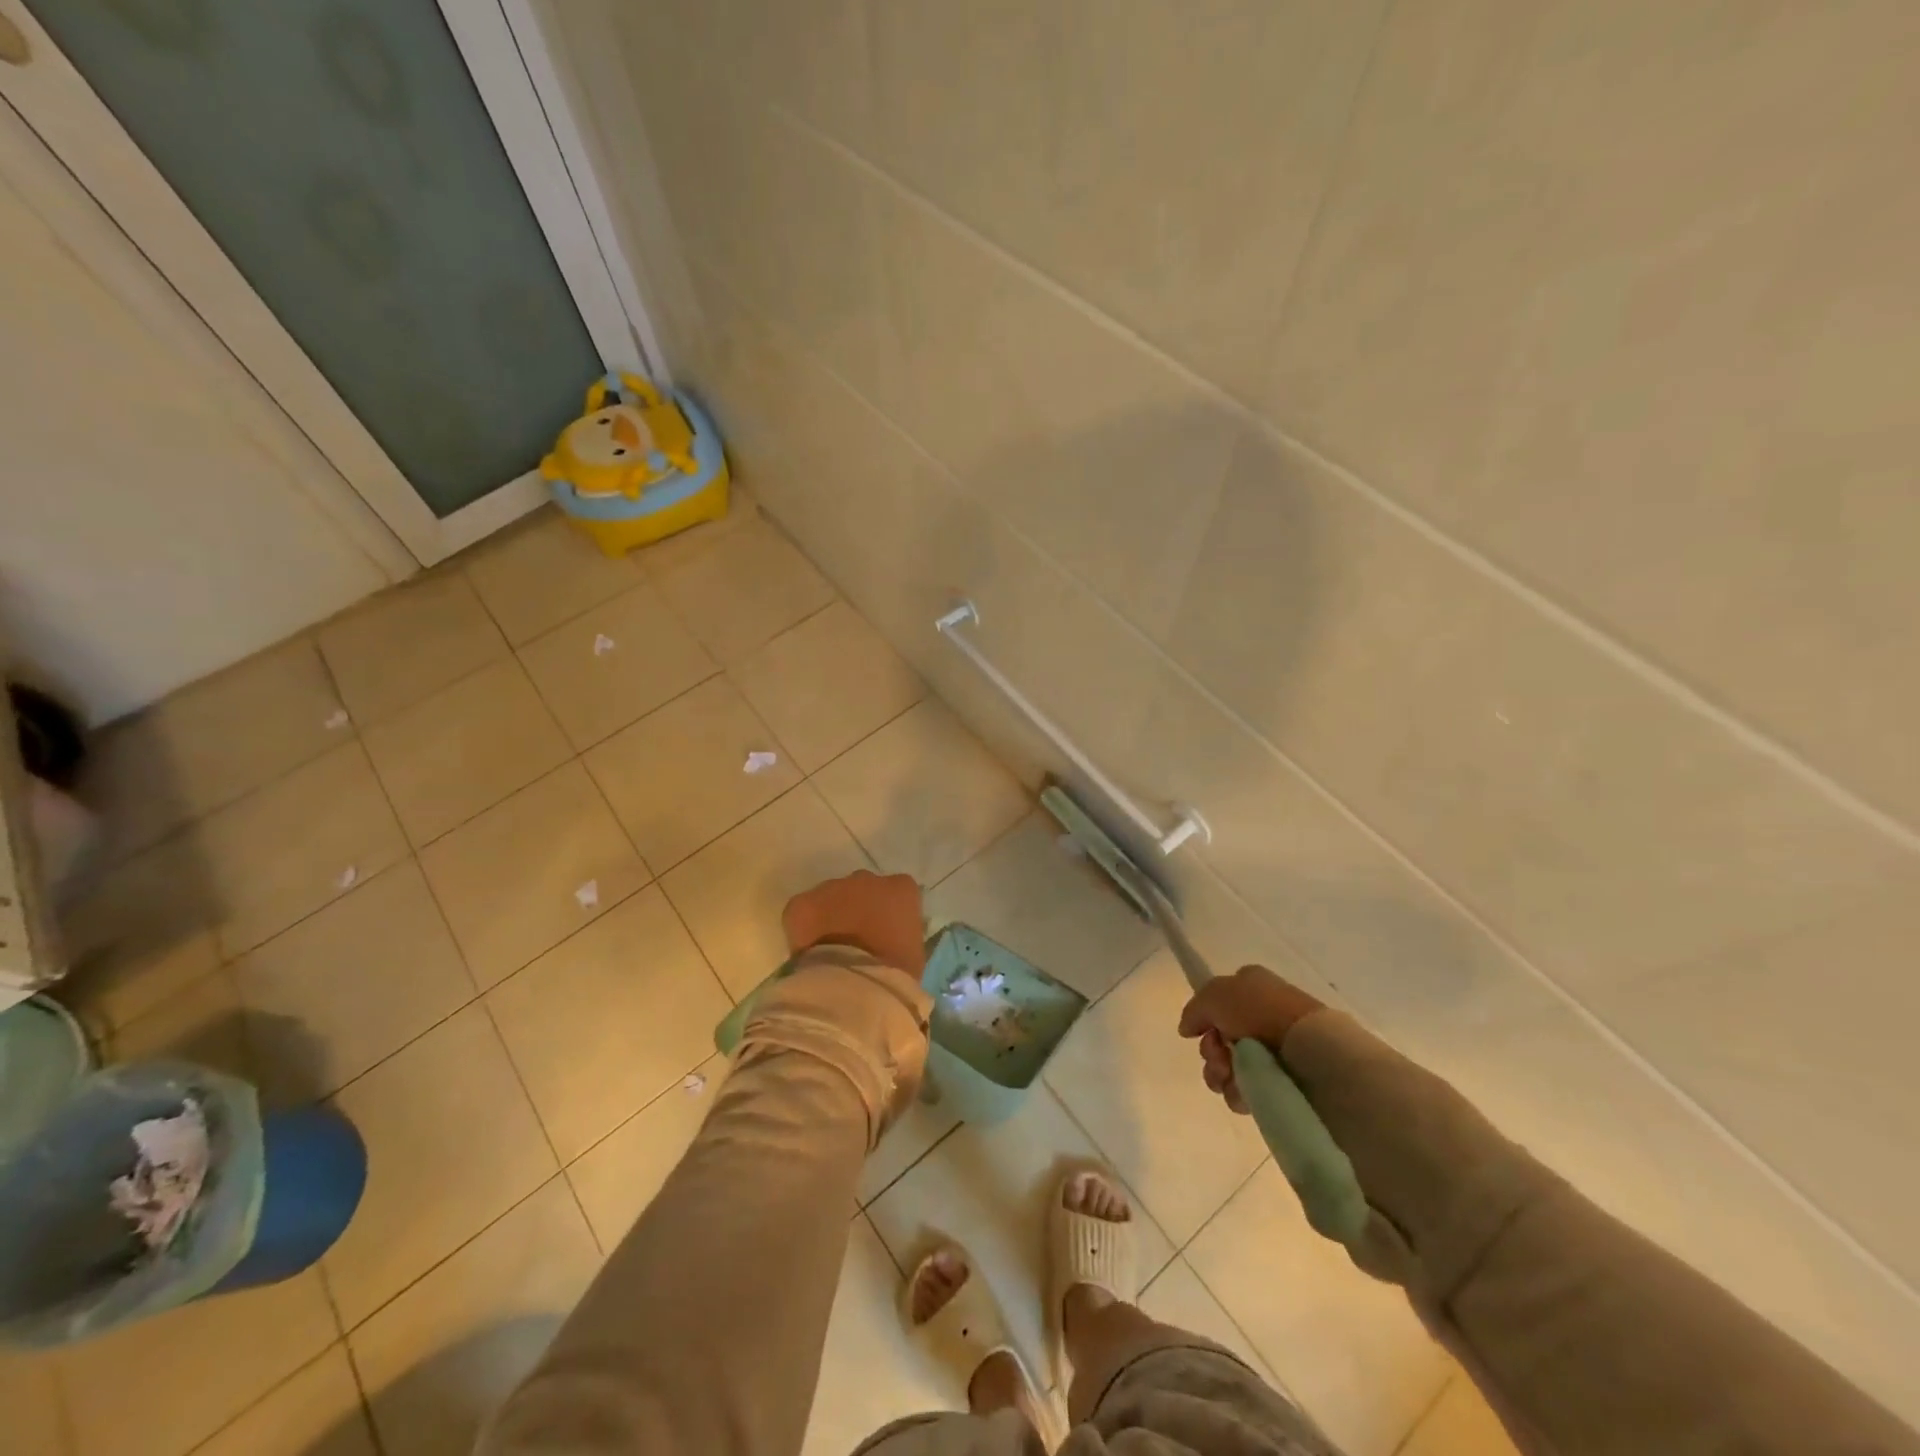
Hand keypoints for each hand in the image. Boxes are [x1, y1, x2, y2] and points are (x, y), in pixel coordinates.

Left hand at [783, 870, 926, 978]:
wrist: (858, 984)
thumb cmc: (896, 972)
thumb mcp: (914, 954)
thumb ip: (903, 936)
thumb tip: (892, 940)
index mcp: (901, 889)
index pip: (896, 893)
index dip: (887, 914)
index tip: (884, 935)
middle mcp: (867, 879)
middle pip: (861, 890)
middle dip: (857, 909)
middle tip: (855, 941)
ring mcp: (832, 887)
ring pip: (830, 897)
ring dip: (830, 916)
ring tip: (830, 949)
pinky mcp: (802, 903)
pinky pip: (802, 913)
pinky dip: (803, 929)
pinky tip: (808, 953)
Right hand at [1177, 966, 1323, 1114]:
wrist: (1308, 1050)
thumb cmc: (1261, 1012)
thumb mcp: (1215, 994)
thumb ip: (1194, 1009)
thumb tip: (1187, 1029)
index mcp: (1252, 987)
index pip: (1218, 1002)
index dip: (1206, 1017)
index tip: (1203, 1030)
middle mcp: (1262, 1016)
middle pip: (1219, 1037)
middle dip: (1211, 1050)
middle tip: (1219, 1054)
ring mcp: (1273, 1050)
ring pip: (1228, 1065)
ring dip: (1220, 1072)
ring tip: (1229, 1076)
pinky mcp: (1280, 1080)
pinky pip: (1245, 1089)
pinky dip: (1237, 1092)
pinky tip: (1243, 1091)